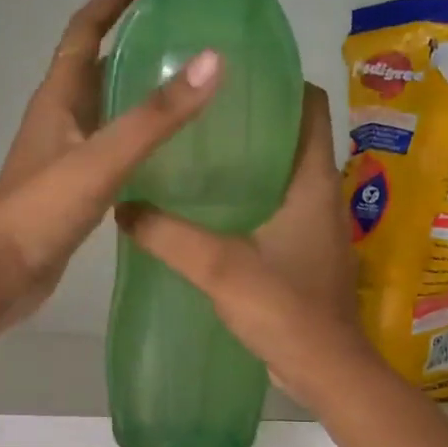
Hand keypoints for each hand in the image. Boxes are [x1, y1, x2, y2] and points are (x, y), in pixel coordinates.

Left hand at [0, 0, 220, 327]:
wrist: (1, 274)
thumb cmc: (42, 211)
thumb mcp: (101, 158)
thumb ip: (155, 117)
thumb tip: (213, 60)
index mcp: (57, 99)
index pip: (85, 32)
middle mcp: (59, 121)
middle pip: (97, 67)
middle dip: (134, 42)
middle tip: (187, 32)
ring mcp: (65, 158)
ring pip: (106, 112)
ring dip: (138, 94)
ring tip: (189, 87)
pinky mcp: (74, 192)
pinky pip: (111, 152)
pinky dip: (138, 142)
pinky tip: (169, 154)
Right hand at [117, 84, 372, 404]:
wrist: (323, 369)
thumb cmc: (282, 308)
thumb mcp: (219, 266)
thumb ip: (168, 235)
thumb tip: (123, 207)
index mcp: (313, 182)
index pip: (310, 108)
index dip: (280, 84)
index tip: (235, 77)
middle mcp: (322, 197)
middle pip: (293, 141)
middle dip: (253, 125)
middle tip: (201, 117)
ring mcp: (317, 231)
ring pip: (285, 181)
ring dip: (251, 168)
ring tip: (199, 160)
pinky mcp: (307, 259)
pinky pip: (279, 215)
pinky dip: (251, 205)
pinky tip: (213, 216)